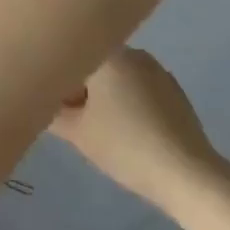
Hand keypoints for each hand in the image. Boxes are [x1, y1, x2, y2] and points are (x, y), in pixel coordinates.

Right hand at [51, 49, 229, 213]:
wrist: (188, 176)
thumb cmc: (125, 147)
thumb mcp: (76, 132)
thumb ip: (51, 111)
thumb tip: (40, 101)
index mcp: (109, 56)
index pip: (70, 56)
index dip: (55, 78)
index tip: (51, 102)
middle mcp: (134, 54)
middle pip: (92, 64)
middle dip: (78, 86)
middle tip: (69, 118)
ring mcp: (158, 72)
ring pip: (116, 76)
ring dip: (102, 95)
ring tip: (97, 127)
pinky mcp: (175, 93)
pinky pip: (138, 88)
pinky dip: (125, 102)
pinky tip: (126, 131)